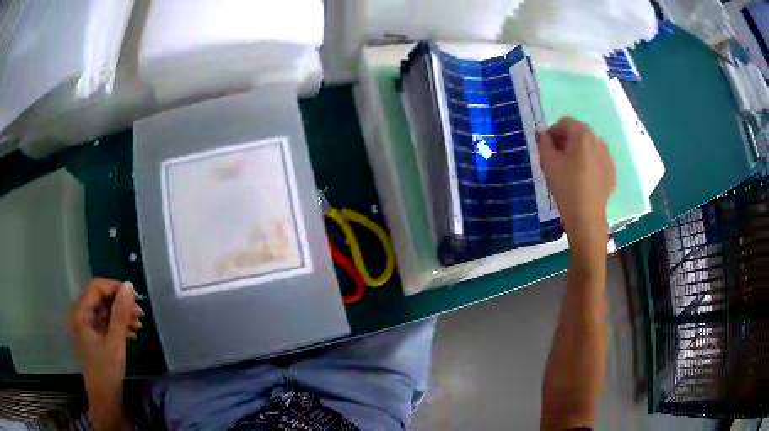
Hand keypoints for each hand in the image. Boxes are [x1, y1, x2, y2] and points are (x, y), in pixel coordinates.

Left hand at [69, 279, 141, 424]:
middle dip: (120, 303)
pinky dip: (118, 325)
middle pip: (100, 298)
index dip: (114, 288)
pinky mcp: (93, 338)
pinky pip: (105, 323)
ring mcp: (86, 328)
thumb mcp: (115, 342)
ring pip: (104, 311)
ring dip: (121, 315)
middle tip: (139, 313)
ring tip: (139, 324)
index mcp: (80, 314)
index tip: (134, 296)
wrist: (105, 400)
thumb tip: (129, 286)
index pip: (95, 288)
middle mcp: (80, 316)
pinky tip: (131, 333)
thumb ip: (120, 313)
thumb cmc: (107, 371)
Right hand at [536, 117, 614, 259]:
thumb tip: (541, 133)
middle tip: (557, 158)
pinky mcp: (611, 171)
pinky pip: (597, 160)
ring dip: (578, 151)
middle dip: (566, 140)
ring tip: (570, 170)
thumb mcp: (548, 163)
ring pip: (589, 146)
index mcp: (582, 134)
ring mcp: (607, 156)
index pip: (564, 122)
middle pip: (578, 132)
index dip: (553, 132)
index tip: (546, 148)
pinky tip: (582, 180)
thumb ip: (543, 143)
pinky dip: (589, 163)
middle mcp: (598, 140)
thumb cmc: (566, 187)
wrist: (587, 217)